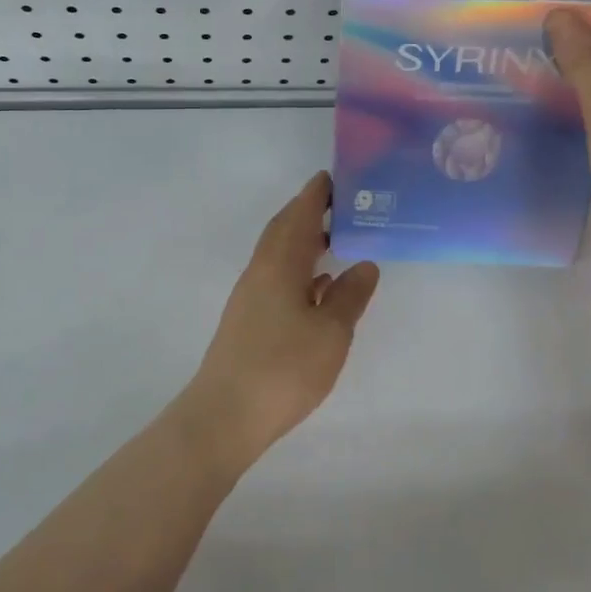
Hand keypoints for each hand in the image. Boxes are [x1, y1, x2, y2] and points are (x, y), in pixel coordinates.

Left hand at [184, 172, 379, 467]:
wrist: (225, 415)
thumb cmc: (283, 368)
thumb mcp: (330, 332)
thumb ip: (350, 296)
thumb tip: (365, 264)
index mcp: (279, 264)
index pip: (299, 216)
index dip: (316, 194)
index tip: (334, 176)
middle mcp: (261, 272)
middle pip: (284, 229)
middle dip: (309, 212)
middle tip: (342, 203)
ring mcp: (251, 296)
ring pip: (280, 255)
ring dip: (305, 240)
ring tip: (337, 238)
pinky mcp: (249, 319)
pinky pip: (278, 278)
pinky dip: (300, 270)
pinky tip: (319, 285)